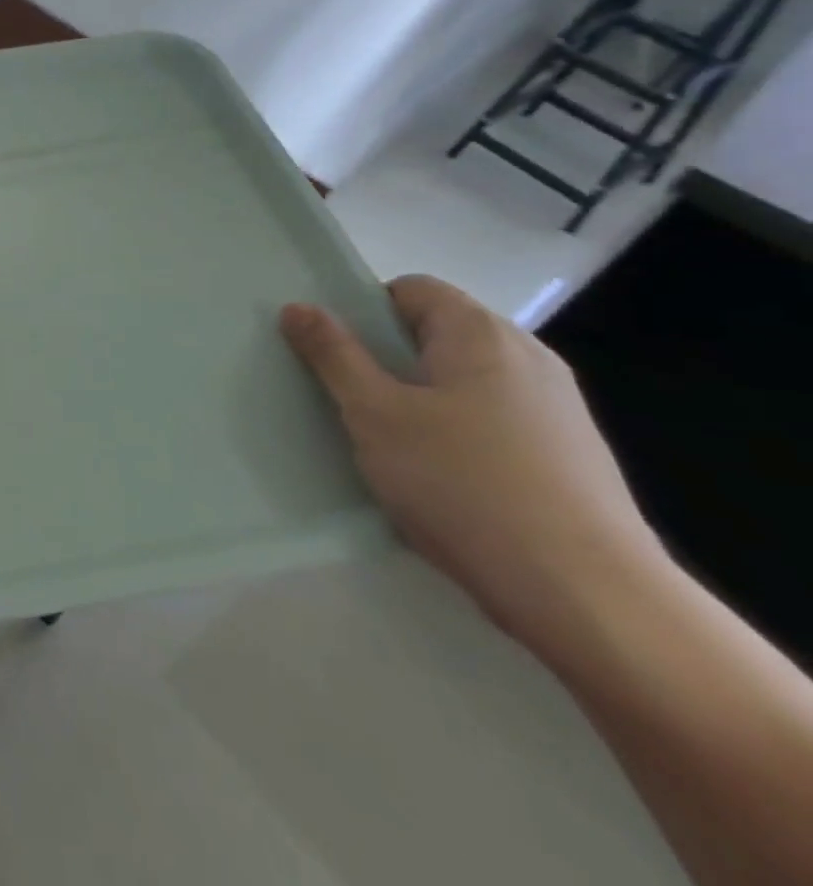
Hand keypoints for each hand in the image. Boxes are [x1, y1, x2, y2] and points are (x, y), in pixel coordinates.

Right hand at [281, 275, 661, 657]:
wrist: (587, 596)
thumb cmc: (462, 483)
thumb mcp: (374, 414)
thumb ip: (333, 355)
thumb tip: (298, 307)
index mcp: (480, 333)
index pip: (410, 289)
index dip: (364, 311)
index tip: (335, 354)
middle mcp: (527, 357)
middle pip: (438, 334)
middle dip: (387, 359)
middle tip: (349, 399)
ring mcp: (557, 408)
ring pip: (463, 382)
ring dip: (420, 400)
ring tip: (389, 445)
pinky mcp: (571, 456)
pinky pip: (493, 421)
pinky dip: (458, 434)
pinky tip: (441, 480)